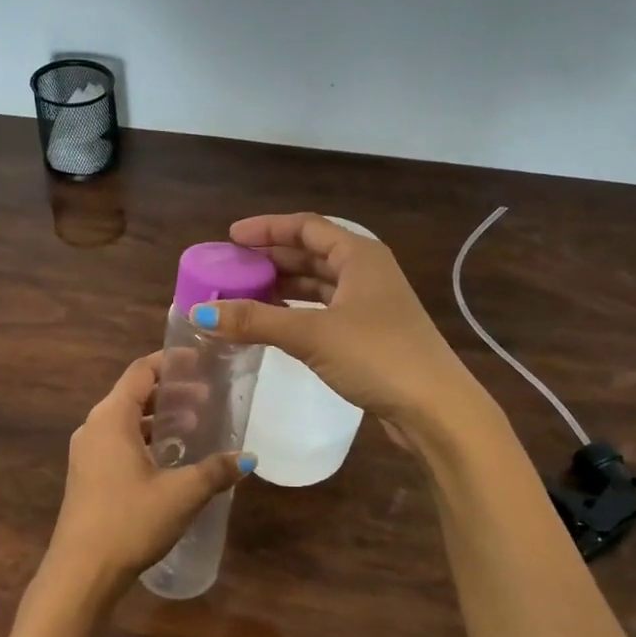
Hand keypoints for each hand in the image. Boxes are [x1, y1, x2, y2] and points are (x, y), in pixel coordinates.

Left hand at [41, 353, 253, 595]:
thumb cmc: (130, 521)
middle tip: (207, 398)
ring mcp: (86, 452)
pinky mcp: (87, 475)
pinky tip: (169, 458)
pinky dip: (144, 438)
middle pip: (133, 393)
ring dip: (158, 418)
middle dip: (170, 392)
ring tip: (193, 426)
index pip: (141, 371)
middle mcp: (93, 427)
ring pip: (126, 420)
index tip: (200, 361)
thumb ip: (215, 471)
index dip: (170, 362)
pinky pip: (118, 441)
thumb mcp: (181, 494)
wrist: (81, 573)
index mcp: (111, 418)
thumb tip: (248, 458)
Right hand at [190, 213, 483, 432]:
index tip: (231, 237)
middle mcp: (367, 272)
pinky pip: (324, 311)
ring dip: (283, 288)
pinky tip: (274, 324)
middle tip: (232, 269)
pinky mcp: (370, 334)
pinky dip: (297, 313)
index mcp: (359, 255)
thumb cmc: (378, 356)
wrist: (435, 408)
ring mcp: (371, 304)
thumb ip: (256, 321)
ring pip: (318, 285)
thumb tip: (200, 312)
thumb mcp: (312, 334)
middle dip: (271, 260)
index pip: (306, 228)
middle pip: (311, 255)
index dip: (267, 229)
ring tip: (244, 295)